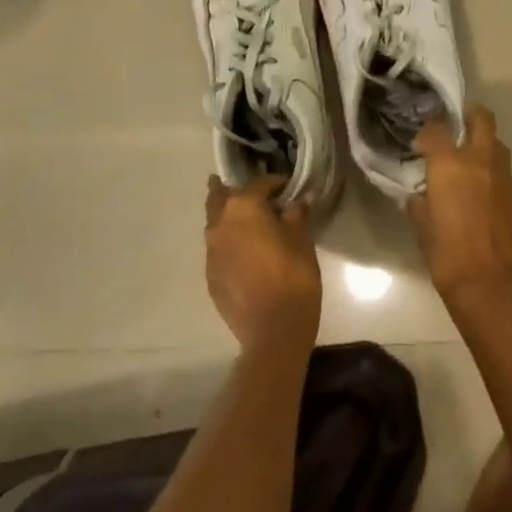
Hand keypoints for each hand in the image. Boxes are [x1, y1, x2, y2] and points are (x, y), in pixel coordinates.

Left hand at [205, 176, 320, 347]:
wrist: (273, 328)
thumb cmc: (293, 276)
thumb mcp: (302, 240)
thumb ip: (297, 215)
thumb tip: (300, 199)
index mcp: (243, 208)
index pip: (259, 184)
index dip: (276, 183)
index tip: (288, 187)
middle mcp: (220, 224)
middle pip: (220, 197)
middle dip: (231, 189)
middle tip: (248, 191)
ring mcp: (211, 252)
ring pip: (215, 223)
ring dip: (228, 217)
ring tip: (246, 221)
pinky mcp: (210, 275)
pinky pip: (217, 249)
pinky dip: (228, 242)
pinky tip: (243, 252)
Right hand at [408, 107, 511, 303]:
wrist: (492, 289)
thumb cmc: (448, 257)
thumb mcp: (422, 227)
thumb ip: (421, 202)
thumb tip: (422, 193)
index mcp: (450, 165)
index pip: (436, 129)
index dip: (427, 133)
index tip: (422, 146)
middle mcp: (481, 162)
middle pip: (482, 119)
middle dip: (470, 116)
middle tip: (459, 129)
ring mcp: (508, 179)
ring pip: (499, 148)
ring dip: (486, 151)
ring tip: (474, 170)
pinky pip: (509, 181)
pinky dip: (497, 184)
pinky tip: (490, 206)